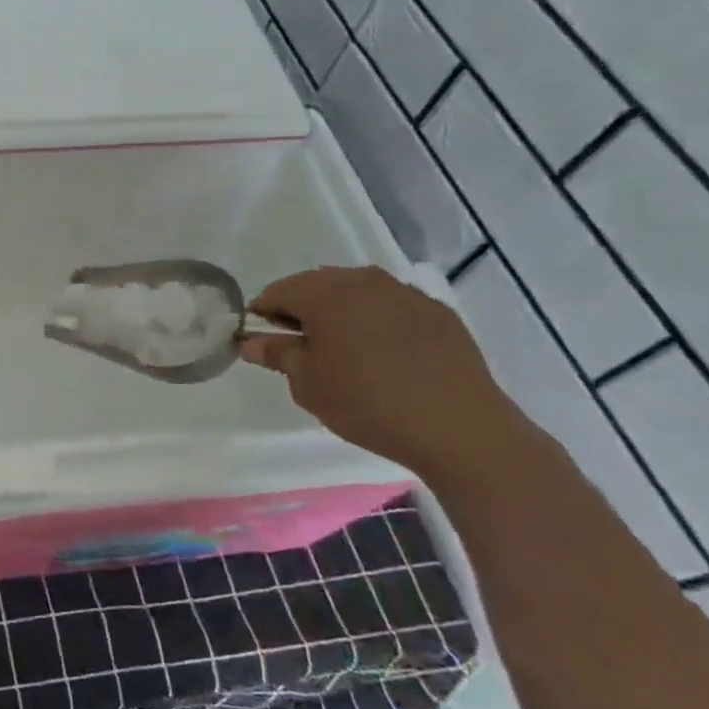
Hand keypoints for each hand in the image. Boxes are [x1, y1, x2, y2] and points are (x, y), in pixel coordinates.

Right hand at [239, 266, 533, 475]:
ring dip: (340, 311)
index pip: (279, 291)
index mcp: (324, 293)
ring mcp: (405, 293)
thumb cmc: (366, 403)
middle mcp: (363, 281)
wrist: (458, 427)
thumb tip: (249, 340)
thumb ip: (277, 354)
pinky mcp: (437, 312)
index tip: (259, 337)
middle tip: (298, 344)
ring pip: (357, 292)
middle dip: (301, 308)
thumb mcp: (307, 383)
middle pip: (318, 285)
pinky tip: (382, 353)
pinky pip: (392, 306)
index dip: (262, 312)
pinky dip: (377, 320)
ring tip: (340, 348)